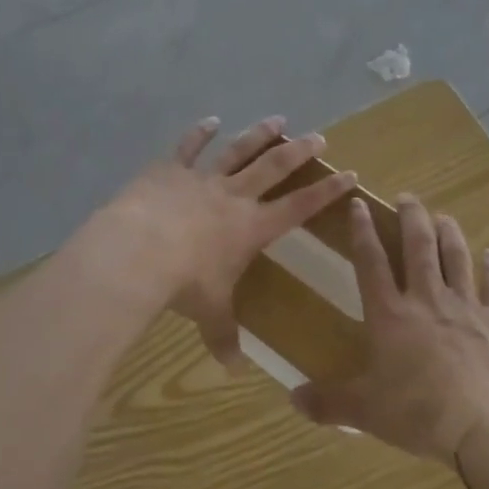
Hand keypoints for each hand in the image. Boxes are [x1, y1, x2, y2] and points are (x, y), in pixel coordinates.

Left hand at [91, 116, 358, 367]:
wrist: (137, 251)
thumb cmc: (183, 283)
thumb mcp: (209, 313)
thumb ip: (224, 336)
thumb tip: (234, 369)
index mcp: (251, 228)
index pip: (299, 206)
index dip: (327, 191)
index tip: (350, 174)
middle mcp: (233, 197)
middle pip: (274, 167)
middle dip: (298, 151)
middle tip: (318, 136)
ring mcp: (202, 179)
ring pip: (238, 150)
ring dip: (259, 134)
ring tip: (278, 119)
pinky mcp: (170, 170)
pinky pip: (188, 147)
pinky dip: (200, 133)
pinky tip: (211, 120)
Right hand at [291, 194, 488, 464]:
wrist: (488, 426)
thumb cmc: (419, 413)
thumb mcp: (366, 412)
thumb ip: (329, 402)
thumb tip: (292, 398)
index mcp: (390, 314)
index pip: (371, 261)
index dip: (362, 230)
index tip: (358, 204)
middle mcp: (427, 299)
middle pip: (418, 246)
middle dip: (411, 217)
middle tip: (407, 197)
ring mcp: (467, 307)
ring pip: (456, 257)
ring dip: (449, 233)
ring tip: (443, 216)